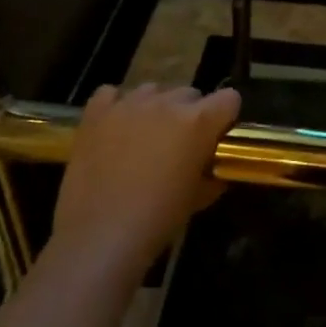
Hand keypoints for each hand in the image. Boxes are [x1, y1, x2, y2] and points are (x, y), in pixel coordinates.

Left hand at [44, 84, 240, 282]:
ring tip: (144, 137)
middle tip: (179, 144)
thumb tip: (213, 168)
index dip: (226, 117)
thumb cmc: (159, 219)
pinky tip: (114, 129)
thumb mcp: (199, 197)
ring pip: (152, 91)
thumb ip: (212, 172)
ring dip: (155, 109)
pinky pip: (111, 94)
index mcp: (198, 121)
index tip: (217, 138)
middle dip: (190, 114)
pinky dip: (116, 106)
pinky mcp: (96, 113)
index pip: (229, 99)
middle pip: (190, 93)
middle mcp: (166, 103)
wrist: (100, 235)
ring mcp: (128, 104)